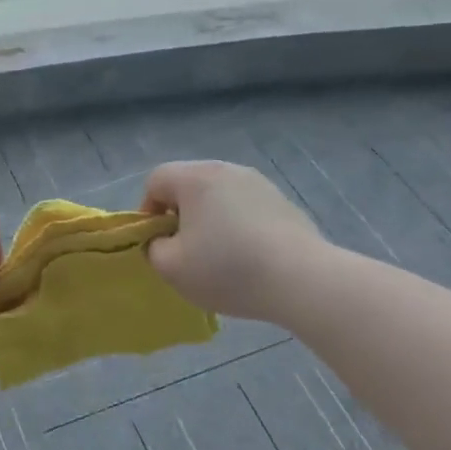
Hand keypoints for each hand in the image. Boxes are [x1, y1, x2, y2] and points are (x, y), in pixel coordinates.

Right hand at [142, 161, 325, 323]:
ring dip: (211, 219)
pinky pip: (246, 208)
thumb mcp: (171, 268)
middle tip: (186, 249)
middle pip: (188, 185)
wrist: (303, 280)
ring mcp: (259, 183)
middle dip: (180, 214)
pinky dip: (239, 226)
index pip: (155, 181)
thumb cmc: (227, 269)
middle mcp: (226, 170)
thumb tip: (163, 240)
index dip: (147, 211)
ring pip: (219, 196)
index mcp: (194, 178)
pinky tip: (249, 257)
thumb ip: (153, 248)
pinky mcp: (283, 202)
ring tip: (220, 255)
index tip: (158, 242)